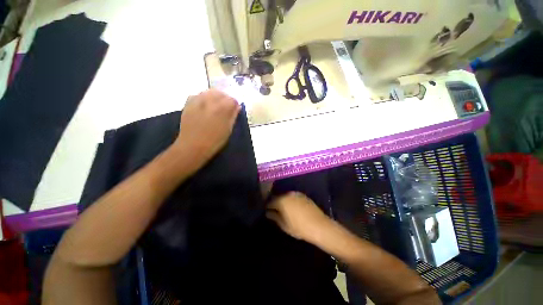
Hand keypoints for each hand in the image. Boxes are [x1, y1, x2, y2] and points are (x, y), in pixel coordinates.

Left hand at [173, 89, 240, 165]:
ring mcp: (197, 101)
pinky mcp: (188, 104)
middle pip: (220, 93)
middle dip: (225, 99)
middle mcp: (210, 100)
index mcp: (222, 108)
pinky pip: (198, 95)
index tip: (234, 110)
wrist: (193, 146)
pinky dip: (203, 98)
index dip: (234, 104)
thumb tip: (237, 107)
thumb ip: (233, 116)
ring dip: (214, 97)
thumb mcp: (228, 130)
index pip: (232, 99)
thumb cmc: (214, 141)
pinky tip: (204, 106)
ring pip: (208, 92)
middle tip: (225, 108)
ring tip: (215, 106)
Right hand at [266, 192, 331, 240]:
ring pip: (286, 196)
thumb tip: (268, 212)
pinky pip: (293, 197)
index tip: (267, 211)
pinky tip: (293, 207)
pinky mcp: (303, 195)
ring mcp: (296, 194)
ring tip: (284, 209)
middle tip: (275, 211)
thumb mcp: (284, 225)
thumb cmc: (299, 227)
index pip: (270, 201)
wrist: (319, 225)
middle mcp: (288, 194)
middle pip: (278, 197)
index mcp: (281, 200)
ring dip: (283, 201)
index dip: (267, 207)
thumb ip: (274, 217)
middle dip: (275, 203)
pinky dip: (291, 201)